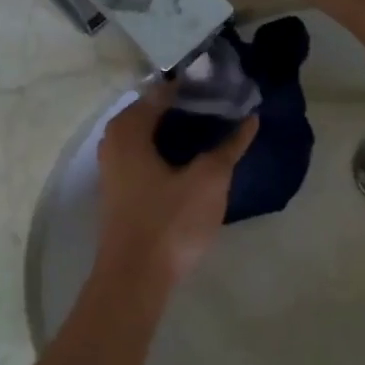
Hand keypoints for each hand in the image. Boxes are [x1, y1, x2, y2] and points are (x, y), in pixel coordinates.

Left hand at [94, 86, 257, 289]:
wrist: (135, 278)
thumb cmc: (169, 222)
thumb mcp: (209, 180)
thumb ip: (230, 146)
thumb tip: (250, 119)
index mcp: (129, 128)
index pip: (165, 90)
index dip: (197, 86)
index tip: (228, 86)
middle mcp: (114, 141)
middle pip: (157, 112)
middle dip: (192, 108)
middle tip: (229, 108)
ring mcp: (115, 167)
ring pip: (153, 136)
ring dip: (183, 133)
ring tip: (220, 132)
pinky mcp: (123, 190)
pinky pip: (149, 157)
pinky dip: (172, 152)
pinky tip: (197, 161)